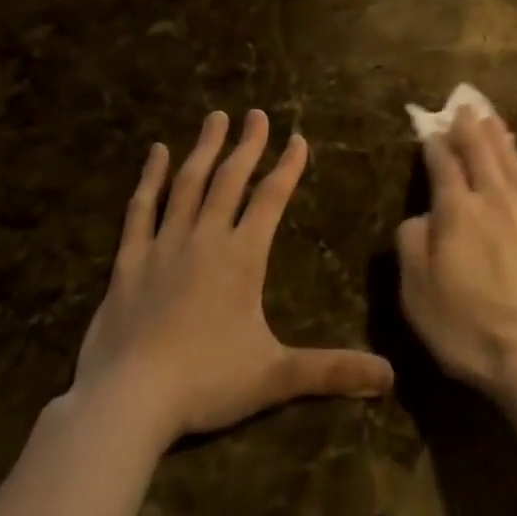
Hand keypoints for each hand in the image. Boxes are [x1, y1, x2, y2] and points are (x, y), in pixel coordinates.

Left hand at [74, 110, 393, 444]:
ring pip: (187, 184)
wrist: (127, 401)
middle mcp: (205, 239)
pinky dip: (150, 178)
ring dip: (205, 149)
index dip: (287, 167)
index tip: (298, 139)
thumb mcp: (275, 377)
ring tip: (216, 117)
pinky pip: (140, 210)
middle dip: (247, 145)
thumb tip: (389, 377)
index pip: (271, 199)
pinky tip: (156, 152)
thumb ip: (331, 370)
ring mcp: (164, 246)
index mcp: (242, 257)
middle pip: (230, 180)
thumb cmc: (206, 382)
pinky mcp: (129, 261)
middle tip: (257, 114)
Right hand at [396, 109, 516, 404]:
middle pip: (481, 152)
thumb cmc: (470, 329)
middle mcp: (495, 198)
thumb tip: (420, 215)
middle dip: (469, 128)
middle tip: (465, 108)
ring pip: (512, 162)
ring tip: (492, 119)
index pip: (444, 165)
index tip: (430, 131)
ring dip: (499, 138)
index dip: (435, 145)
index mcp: (458, 211)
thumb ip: (412, 244)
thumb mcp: (418, 294)